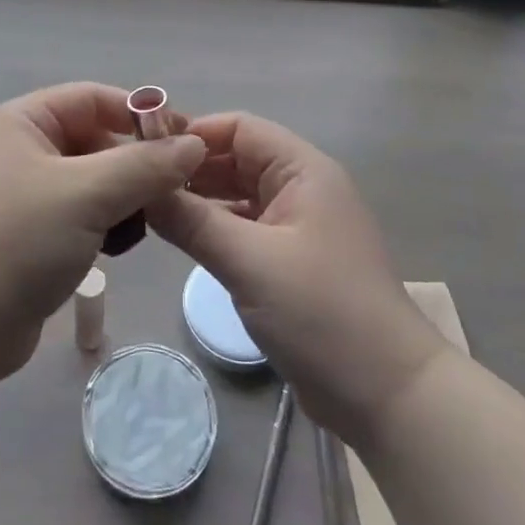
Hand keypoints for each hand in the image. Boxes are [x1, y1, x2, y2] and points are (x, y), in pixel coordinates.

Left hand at [0, 83, 205, 378]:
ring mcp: (26, 193)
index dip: (140, 114)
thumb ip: (146, 166)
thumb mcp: (87, 194)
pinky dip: (106, 223)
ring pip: (94, 179)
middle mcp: (22, 149)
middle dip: (135, 162)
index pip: (93, 98)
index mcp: (23, 122)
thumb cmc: (17, 241)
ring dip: (125, 196)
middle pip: (96, 139)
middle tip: (173, 191)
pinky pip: (83, 213)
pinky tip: (120, 246)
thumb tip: (195, 145)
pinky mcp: (33, 234)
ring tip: (147, 222)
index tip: (186, 141)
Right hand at [149, 113, 445, 443]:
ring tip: (147, 208)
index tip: (144, 150)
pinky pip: (244, 229)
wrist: (387, 396)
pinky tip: (179, 239)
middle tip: (136, 182)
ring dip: (199, 199)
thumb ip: (191, 221)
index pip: (240, 128)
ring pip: (238, 196)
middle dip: (190, 167)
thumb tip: (140, 188)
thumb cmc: (322, 313)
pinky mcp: (290, 261)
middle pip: (237, 159)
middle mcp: (300, 188)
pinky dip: (214, 229)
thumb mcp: (249, 262)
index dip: (193, 132)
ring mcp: (297, 226)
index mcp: (302, 171)